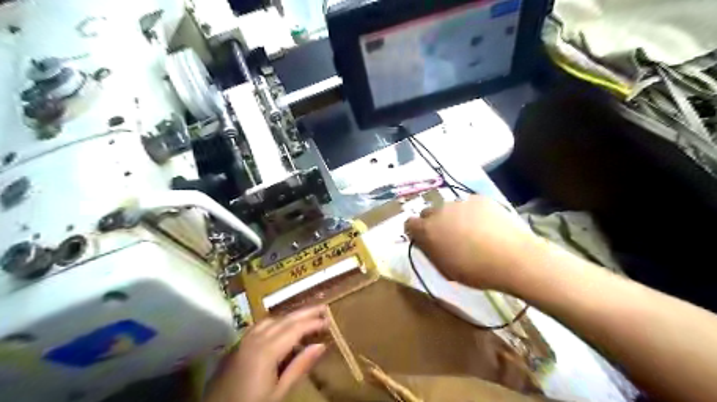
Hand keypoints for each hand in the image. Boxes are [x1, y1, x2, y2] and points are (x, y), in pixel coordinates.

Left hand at [204, 305, 329, 401]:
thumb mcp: (278, 393)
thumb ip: (299, 367)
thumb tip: (320, 345)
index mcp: (267, 350)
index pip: (295, 328)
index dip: (313, 323)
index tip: (329, 320)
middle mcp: (255, 338)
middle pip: (284, 320)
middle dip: (304, 313)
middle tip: (322, 308)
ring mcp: (244, 340)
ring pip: (271, 320)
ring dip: (289, 316)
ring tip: (305, 316)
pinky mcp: (237, 346)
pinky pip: (260, 326)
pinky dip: (275, 322)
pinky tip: (280, 327)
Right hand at [406, 195, 539, 291]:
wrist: (512, 258)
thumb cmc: (474, 270)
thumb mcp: (444, 268)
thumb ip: (429, 250)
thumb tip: (424, 241)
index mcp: (427, 229)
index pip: (410, 223)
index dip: (416, 231)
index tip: (425, 240)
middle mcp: (439, 211)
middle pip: (428, 212)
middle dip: (433, 222)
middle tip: (448, 235)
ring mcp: (460, 202)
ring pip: (449, 207)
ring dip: (453, 216)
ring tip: (471, 230)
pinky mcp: (479, 198)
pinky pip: (468, 204)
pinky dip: (472, 212)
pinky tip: (485, 225)